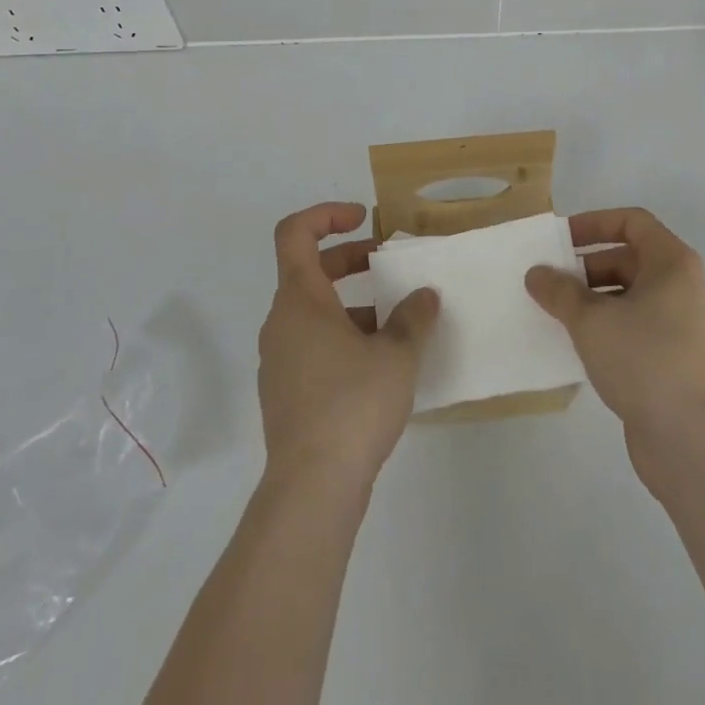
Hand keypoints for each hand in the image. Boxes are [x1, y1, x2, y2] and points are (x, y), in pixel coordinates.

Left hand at [257, 203, 439, 495]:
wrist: (311, 490)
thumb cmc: (352, 405)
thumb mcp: (396, 355)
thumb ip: (413, 317)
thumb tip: (424, 296)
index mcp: (300, 300)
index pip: (295, 233)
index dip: (327, 214)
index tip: (365, 221)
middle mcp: (282, 323)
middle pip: (310, 270)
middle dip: (352, 259)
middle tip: (390, 264)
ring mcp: (280, 359)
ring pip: (315, 311)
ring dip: (354, 304)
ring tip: (398, 321)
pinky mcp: (286, 392)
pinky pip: (314, 345)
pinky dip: (344, 336)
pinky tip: (382, 364)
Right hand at [526, 208, 704, 485]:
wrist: (692, 440)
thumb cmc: (644, 359)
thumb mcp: (591, 320)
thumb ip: (560, 291)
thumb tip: (537, 274)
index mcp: (672, 263)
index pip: (632, 222)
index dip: (594, 223)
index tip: (560, 240)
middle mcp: (683, 286)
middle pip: (629, 259)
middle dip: (587, 267)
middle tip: (551, 283)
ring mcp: (682, 325)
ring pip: (630, 296)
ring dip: (593, 300)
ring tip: (557, 315)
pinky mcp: (675, 358)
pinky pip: (635, 326)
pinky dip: (607, 327)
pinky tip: (578, 346)